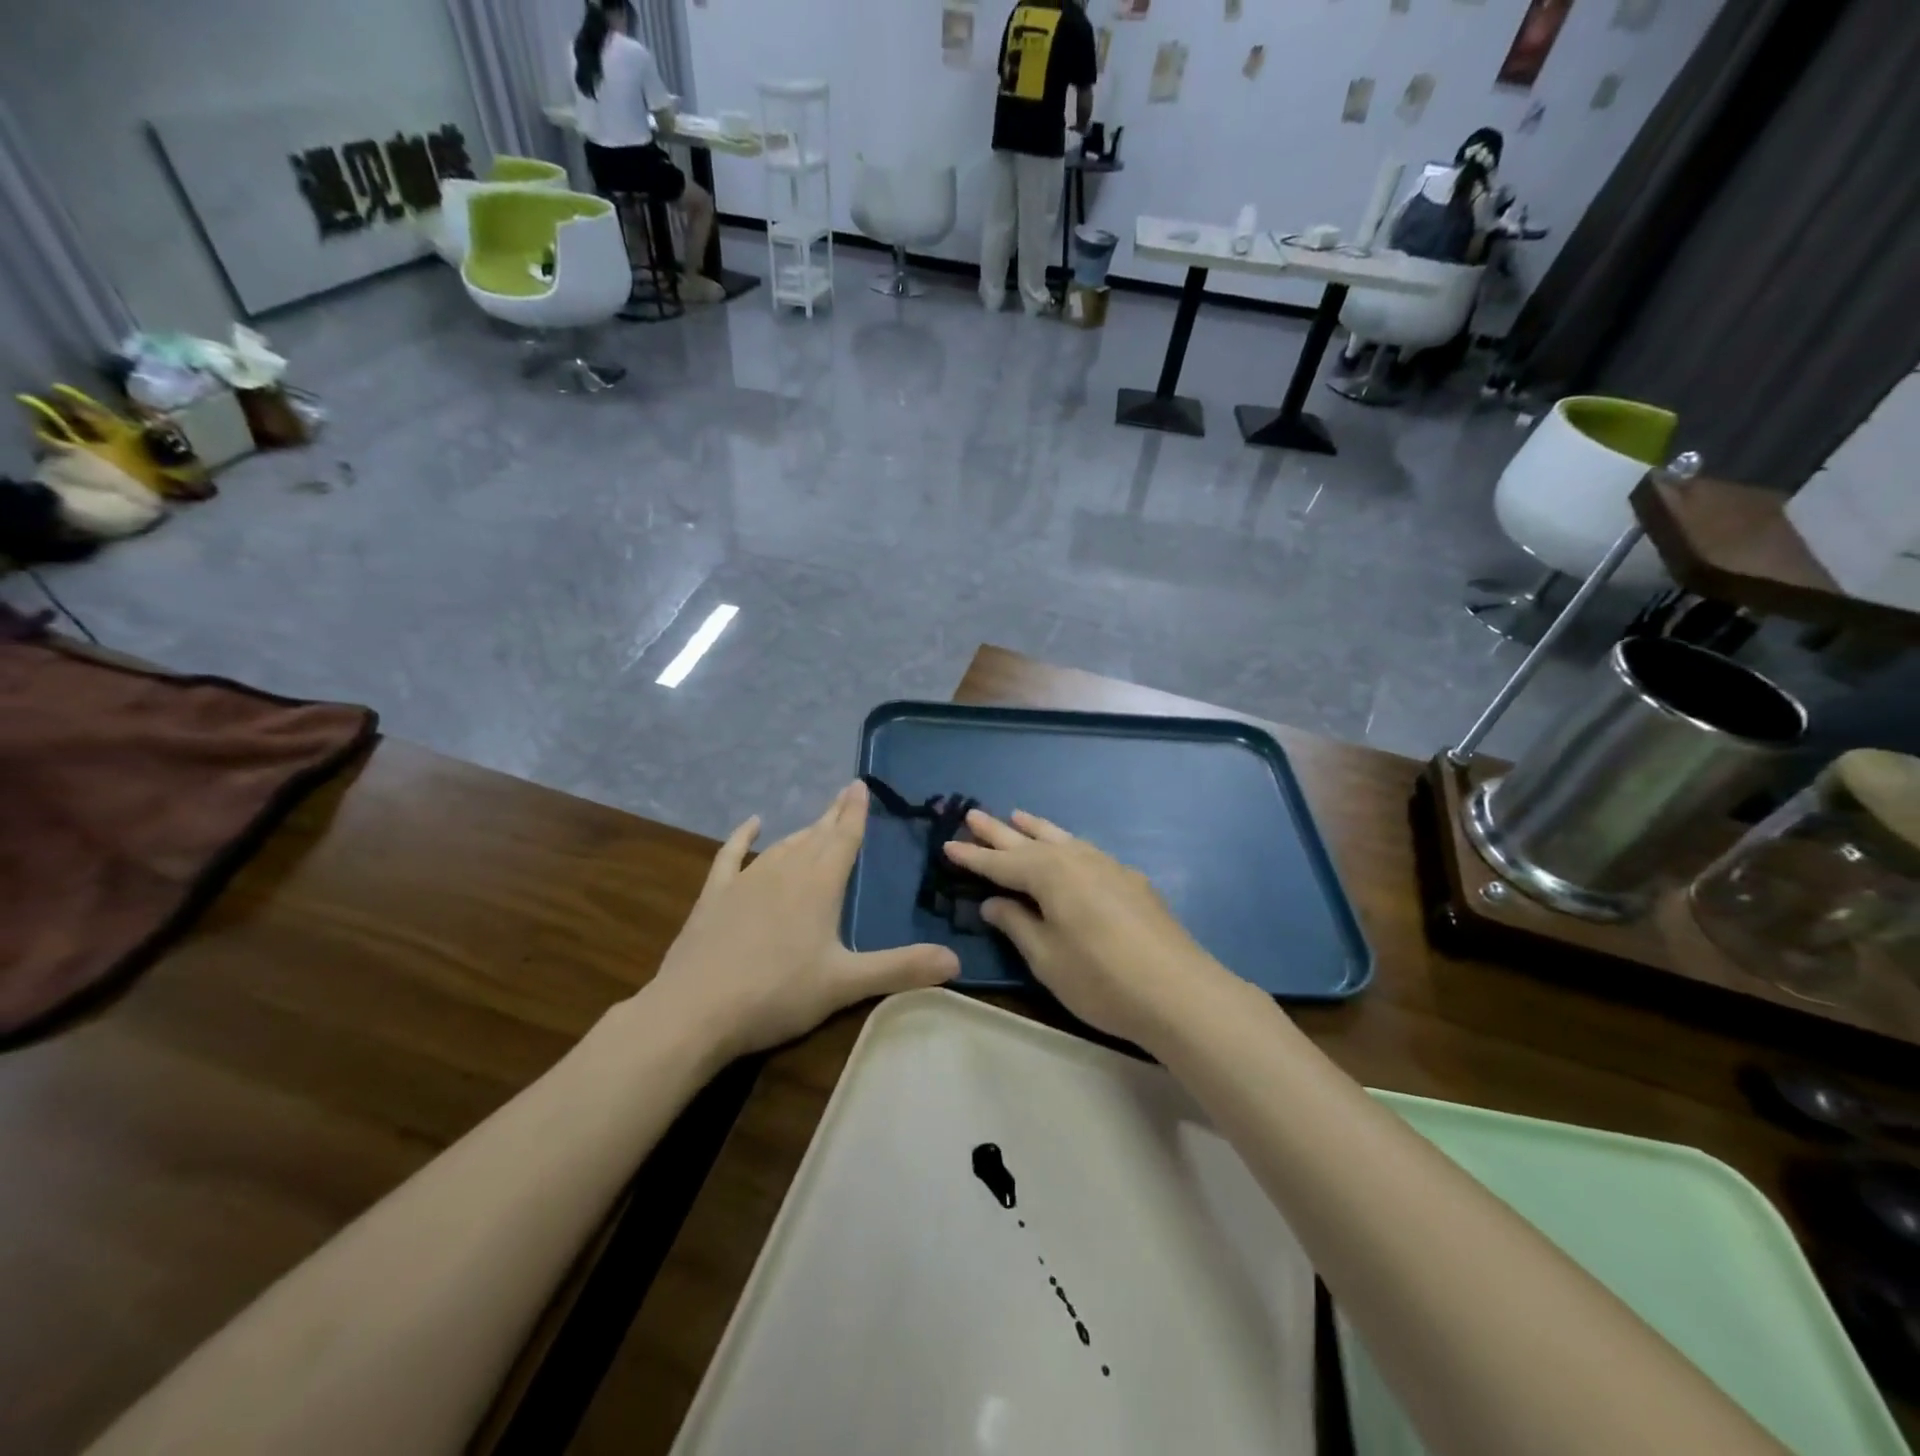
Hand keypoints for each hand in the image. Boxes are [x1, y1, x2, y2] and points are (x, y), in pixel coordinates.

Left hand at [647, 782, 958, 1061]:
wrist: (694, 1010)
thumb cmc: (777, 994)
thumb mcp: (845, 984)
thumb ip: (900, 968)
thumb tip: (956, 961)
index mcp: (819, 884)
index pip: (844, 837)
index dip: (855, 812)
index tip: (859, 784)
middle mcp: (785, 870)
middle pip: (815, 835)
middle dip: (833, 816)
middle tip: (845, 795)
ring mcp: (746, 879)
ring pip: (782, 844)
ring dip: (802, 831)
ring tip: (816, 823)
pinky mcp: (715, 894)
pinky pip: (731, 855)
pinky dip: (742, 837)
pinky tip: (751, 824)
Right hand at [943, 809, 1232, 1048]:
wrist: (1179, 992)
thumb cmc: (1101, 979)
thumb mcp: (1047, 958)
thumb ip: (1017, 924)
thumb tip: (993, 902)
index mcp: (1050, 875)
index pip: (1002, 863)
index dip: (974, 857)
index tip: (948, 844)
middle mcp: (1077, 860)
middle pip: (1030, 842)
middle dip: (999, 831)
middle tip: (973, 815)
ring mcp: (1109, 867)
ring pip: (1063, 839)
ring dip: (1036, 829)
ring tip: (1018, 816)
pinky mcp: (1131, 881)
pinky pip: (1086, 851)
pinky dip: (1066, 844)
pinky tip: (1068, 850)